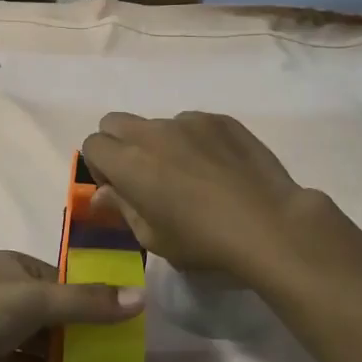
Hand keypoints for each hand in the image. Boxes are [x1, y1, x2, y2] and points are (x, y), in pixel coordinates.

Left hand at [0, 251, 141, 361]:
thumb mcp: (37, 300)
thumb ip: (87, 302)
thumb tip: (141, 298)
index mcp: (16, 269)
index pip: (64, 281)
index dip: (94, 297)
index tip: (126, 320)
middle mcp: (7, 297)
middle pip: (56, 314)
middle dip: (85, 332)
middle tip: (121, 354)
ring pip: (42, 345)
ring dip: (68, 359)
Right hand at [81, 112, 316, 276]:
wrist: (269, 225)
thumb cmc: (204, 242)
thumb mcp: (153, 238)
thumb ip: (122, 209)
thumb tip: (102, 194)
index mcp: (129, 162)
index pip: (92, 144)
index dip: (99, 166)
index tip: (119, 189)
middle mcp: (153, 132)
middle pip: (115, 122)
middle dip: (119, 144)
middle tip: (143, 176)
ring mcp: (189, 121)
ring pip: (157, 123)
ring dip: (160, 143)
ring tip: (189, 174)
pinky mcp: (220, 119)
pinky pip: (192, 123)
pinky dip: (193, 140)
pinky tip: (217, 169)